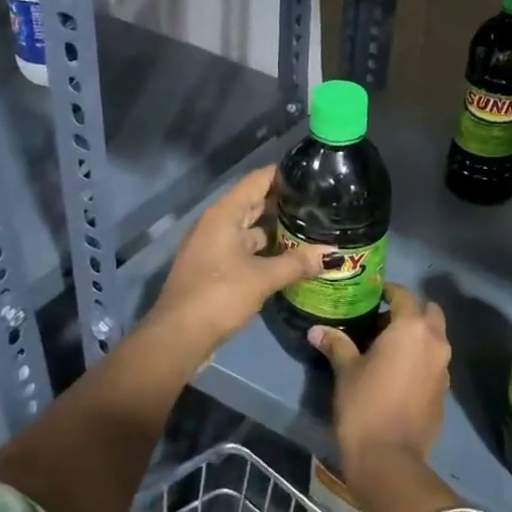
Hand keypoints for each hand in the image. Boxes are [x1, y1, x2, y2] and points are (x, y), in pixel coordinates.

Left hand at [151, 164, 329, 346]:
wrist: (178, 338)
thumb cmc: (218, 296)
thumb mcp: (262, 278)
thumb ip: (297, 263)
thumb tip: (334, 254)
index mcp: (224, 214)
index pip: (258, 180)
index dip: (284, 173)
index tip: (314, 174)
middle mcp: (217, 224)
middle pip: (255, 202)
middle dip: (286, 202)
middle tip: (322, 203)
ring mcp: (214, 246)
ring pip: (251, 228)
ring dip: (278, 229)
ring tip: (313, 228)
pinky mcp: (216, 268)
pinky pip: (246, 249)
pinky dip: (267, 250)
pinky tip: (291, 257)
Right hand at [310, 283, 449, 473]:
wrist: (389, 459)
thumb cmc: (364, 405)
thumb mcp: (346, 371)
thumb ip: (336, 344)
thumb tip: (316, 330)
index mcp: (411, 328)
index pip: (403, 295)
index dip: (387, 291)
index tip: (371, 295)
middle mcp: (435, 341)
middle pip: (429, 312)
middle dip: (410, 311)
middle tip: (382, 322)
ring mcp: (444, 367)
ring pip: (435, 337)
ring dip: (417, 336)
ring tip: (387, 348)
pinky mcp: (445, 391)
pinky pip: (435, 362)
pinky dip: (421, 359)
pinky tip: (398, 374)